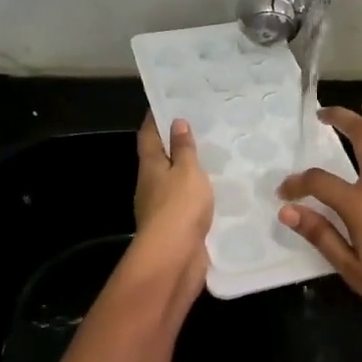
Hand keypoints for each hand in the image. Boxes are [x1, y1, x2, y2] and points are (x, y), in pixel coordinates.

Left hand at [134, 113, 212, 282]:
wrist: (174, 258)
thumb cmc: (179, 206)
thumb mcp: (186, 170)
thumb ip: (184, 149)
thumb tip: (176, 122)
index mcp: (150, 166)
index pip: (149, 136)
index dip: (154, 119)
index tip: (164, 103)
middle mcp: (151, 185)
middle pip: (158, 159)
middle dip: (173, 145)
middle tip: (196, 128)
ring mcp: (161, 208)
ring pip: (173, 182)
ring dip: (186, 171)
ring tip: (210, 158)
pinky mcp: (175, 228)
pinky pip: (185, 203)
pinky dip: (195, 194)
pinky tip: (212, 191)